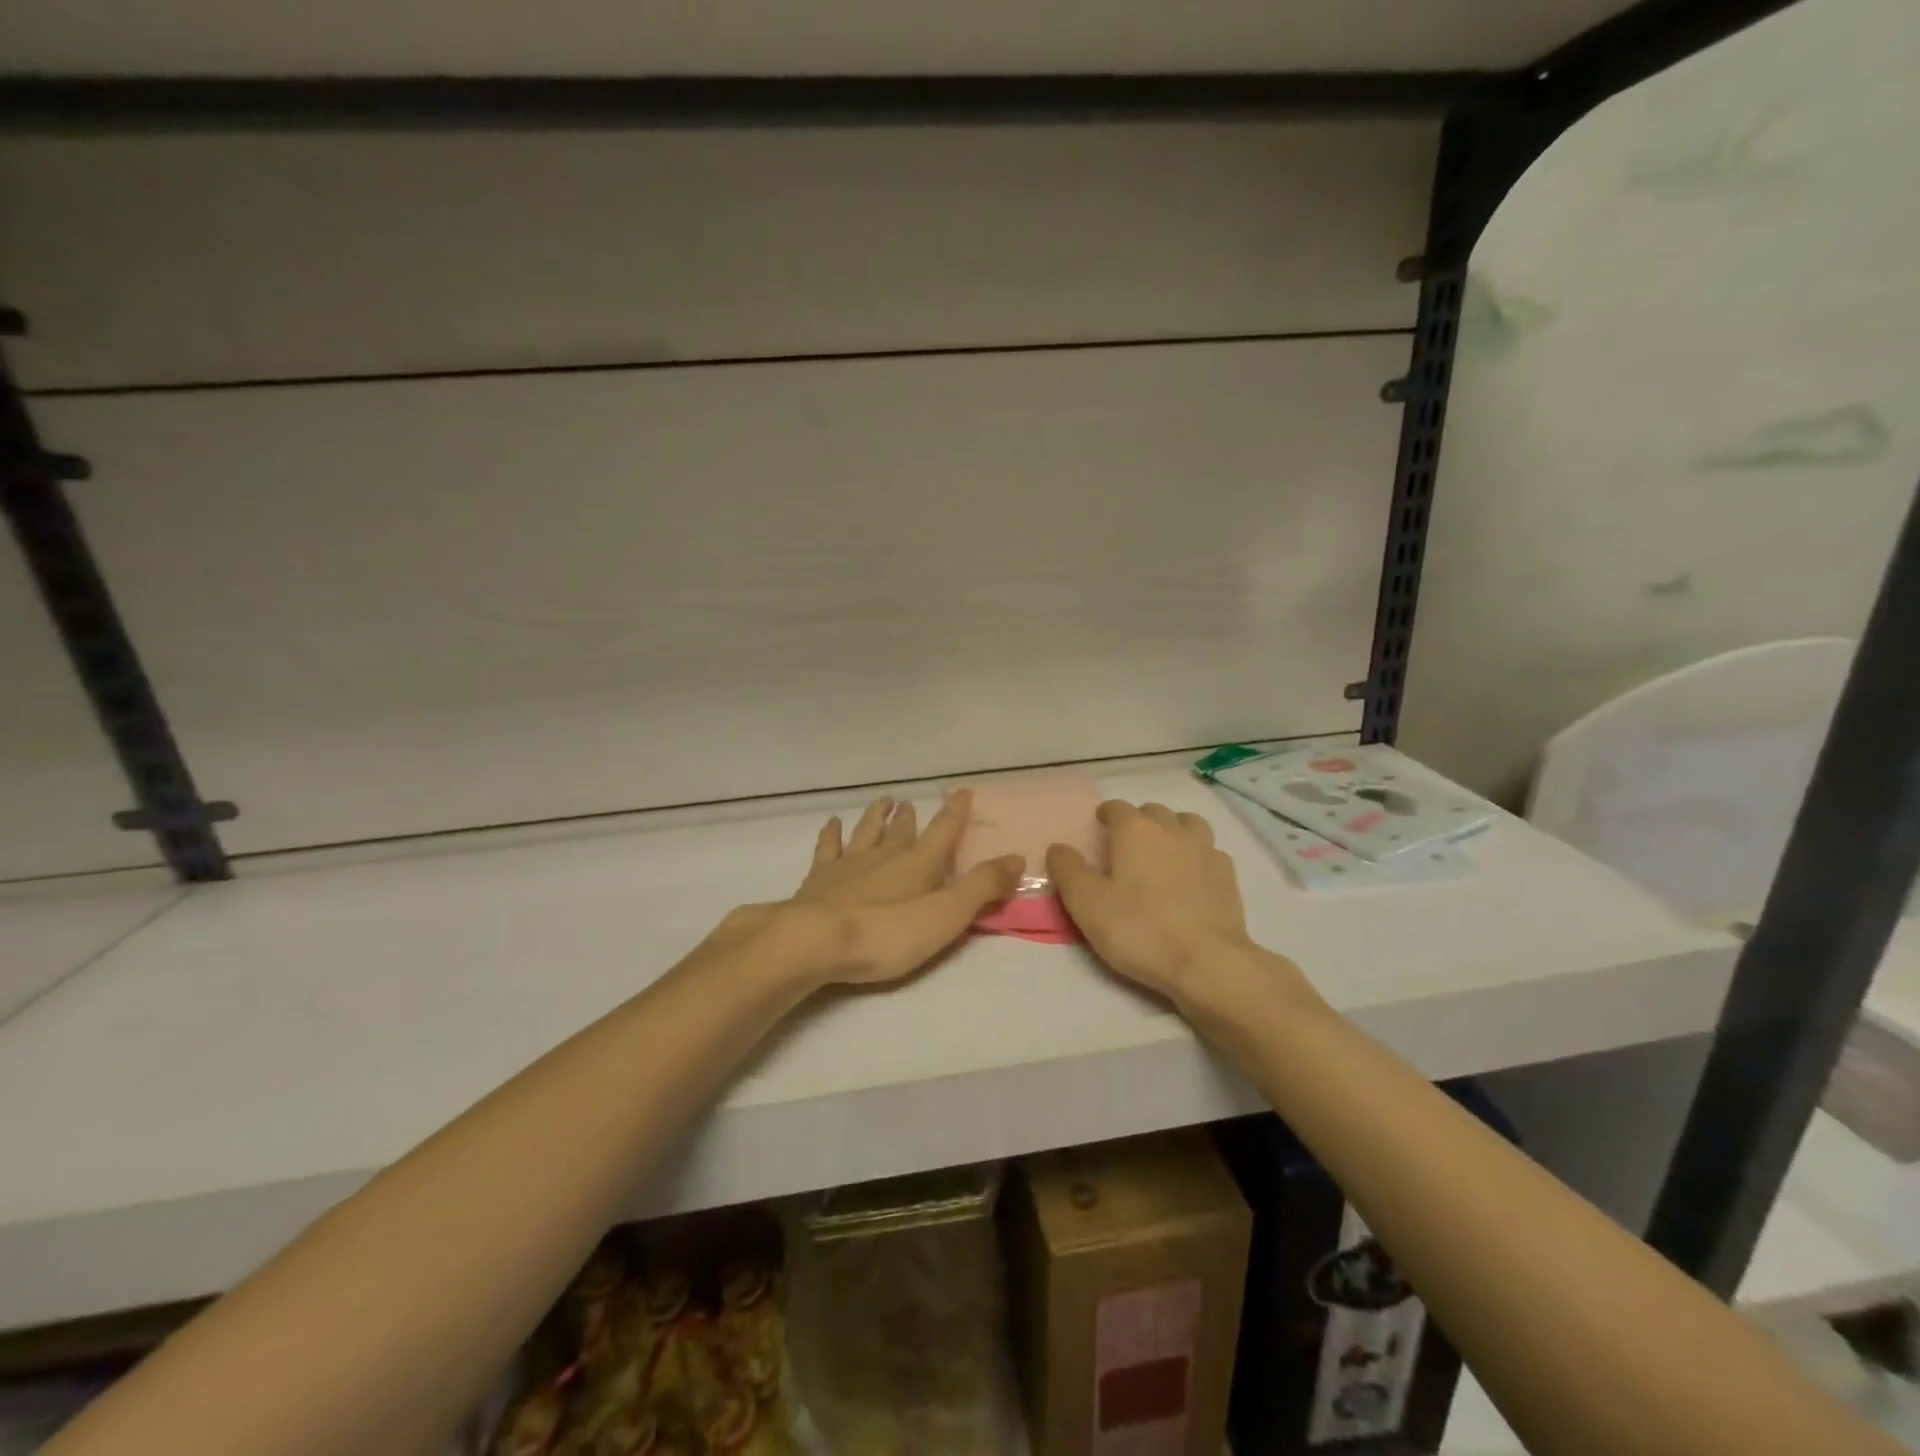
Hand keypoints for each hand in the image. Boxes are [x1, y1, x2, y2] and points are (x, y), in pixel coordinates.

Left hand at [767, 789, 1023, 987]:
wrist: (814, 941)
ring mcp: (849, 864)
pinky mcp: (819, 879)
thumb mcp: (946, 916)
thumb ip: (981, 888)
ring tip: (883, 801)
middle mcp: (885, 855)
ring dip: (876, 817)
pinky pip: (828, 848)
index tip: (962, 791)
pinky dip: (832, 834)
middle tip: (912, 802)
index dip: (956, 812)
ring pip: (867, 832)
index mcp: (919, 864)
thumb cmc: (886, 933)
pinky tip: (832, 823)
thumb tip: (1018, 858)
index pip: (944, 831)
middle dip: (911, 817)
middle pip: (902, 831)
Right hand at [1047, 800, 1268, 1006]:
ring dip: (1172, 829)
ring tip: (1162, 851)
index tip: (1098, 827)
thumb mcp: (1086, 904)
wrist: (1207, 962)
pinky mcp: (1227, 874)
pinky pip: (1208, 851)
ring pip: (1187, 823)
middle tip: (1126, 845)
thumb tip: (1058, 848)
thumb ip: (1068, 870)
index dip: (1105, 814)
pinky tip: (1191, 876)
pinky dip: (1196, 855)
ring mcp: (1204, 849)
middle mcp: (1171, 829)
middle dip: (1138, 821)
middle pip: (1152, 811)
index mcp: (1135, 830)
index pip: (1116, 808)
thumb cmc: (1139, 929)